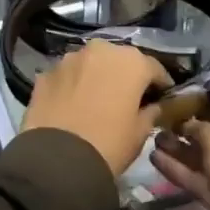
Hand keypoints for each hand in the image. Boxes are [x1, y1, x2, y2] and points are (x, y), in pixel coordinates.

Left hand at [23, 41, 171, 177]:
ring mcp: (70, 59)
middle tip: (129, 97)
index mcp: (131, 62)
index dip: (160, 83)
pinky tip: (73, 104)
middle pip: (120, 60)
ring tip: (98, 98)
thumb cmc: (109, 144)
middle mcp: (101, 50)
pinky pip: (67, 75)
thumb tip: (153, 106)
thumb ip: (151, 113)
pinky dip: (73, 85)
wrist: (58, 160)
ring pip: (91, 63)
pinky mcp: (46, 73)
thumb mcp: (140, 133)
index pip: (154, 68)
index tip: (163, 96)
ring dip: (97, 76)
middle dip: (126, 75)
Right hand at [150, 113, 209, 209]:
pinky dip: (184, 172)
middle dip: (188, 136)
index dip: (203, 114)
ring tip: (154, 141)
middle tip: (161, 128)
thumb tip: (187, 124)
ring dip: (182, 153)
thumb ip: (200, 128)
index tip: (179, 112)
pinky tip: (156, 159)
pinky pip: (207, 182)